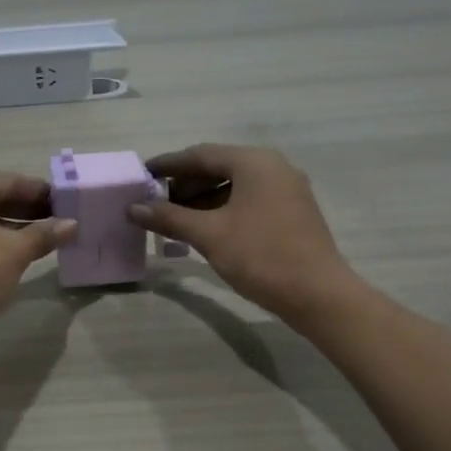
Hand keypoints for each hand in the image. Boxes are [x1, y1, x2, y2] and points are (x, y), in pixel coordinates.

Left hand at [0, 174, 76, 340]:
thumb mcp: (15, 252)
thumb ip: (44, 234)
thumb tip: (72, 224)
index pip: (10, 181)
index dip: (41, 192)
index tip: (67, 202)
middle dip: (29, 208)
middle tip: (60, 220)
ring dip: (15, 225)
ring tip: (46, 237)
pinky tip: (19, 251)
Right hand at [129, 144, 359, 321]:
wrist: (317, 294)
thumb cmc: (261, 256)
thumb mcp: (209, 235)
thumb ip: (169, 217)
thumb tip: (133, 208)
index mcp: (254, 163)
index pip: (201, 155)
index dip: (168, 165)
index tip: (142, 174)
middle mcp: (273, 167)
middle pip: (219, 167)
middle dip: (185, 184)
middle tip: (156, 202)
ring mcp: (286, 190)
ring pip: (234, 185)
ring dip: (202, 198)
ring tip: (175, 218)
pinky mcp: (292, 211)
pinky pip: (248, 200)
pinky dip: (223, 208)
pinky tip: (204, 228)